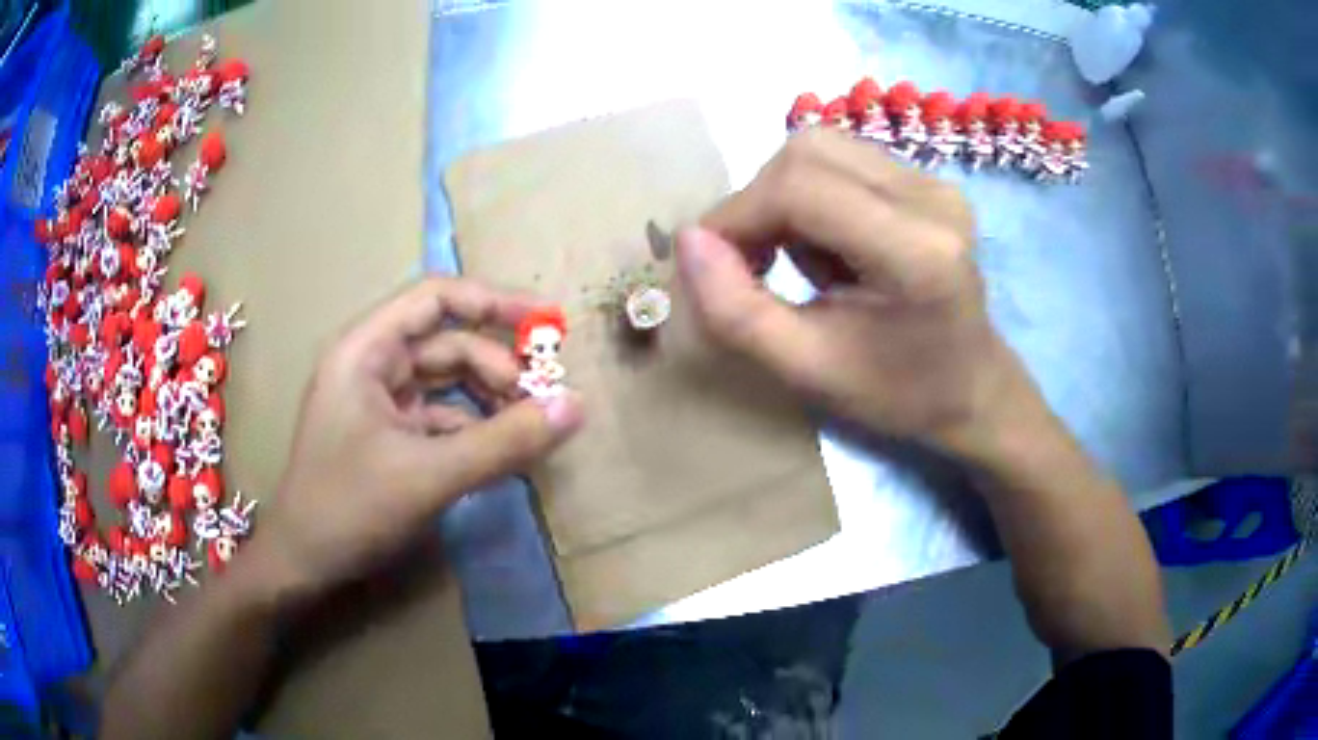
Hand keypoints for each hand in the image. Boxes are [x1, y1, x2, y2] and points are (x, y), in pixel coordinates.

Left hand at [248, 278, 584, 597]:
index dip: (493, 301)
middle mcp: (371, 364)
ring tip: (530, 425)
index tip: (546, 323)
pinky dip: (473, 428)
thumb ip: (504, 441)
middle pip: (446, 341)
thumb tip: (576, 405)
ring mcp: (378, 402)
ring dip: (489, 397)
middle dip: (498, 362)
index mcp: (366, 350)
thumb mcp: (430, 475)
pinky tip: (500, 452)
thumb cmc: (349, 508)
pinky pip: (440, 416)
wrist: (303, 565)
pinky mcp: (388, 436)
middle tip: (546, 394)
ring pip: (446, 381)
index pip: (435, 298)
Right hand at [677, 130, 1041, 456]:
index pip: (799, 189)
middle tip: (750, 262)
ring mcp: (933, 182)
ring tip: (792, 258)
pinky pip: (842, 161)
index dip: (736, 216)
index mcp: (916, 251)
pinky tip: (825, 245)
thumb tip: (685, 241)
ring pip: (820, 148)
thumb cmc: (897, 393)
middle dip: (758, 203)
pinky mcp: (927, 180)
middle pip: (806, 152)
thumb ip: (737, 312)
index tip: (711, 264)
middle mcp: (930, 197)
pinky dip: (809, 196)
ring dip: (782, 197)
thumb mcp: (808, 370)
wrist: (972, 388)